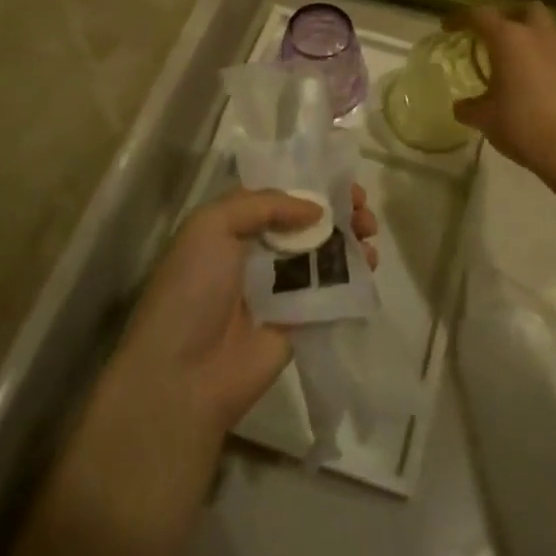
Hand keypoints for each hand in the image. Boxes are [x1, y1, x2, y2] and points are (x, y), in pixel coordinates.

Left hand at [112, 185, 379, 440]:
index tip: (343, 182)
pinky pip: (333, 290)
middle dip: (339, 211)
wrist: (184, 374)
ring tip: (370, 232)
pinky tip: (371, 263)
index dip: (312, 185)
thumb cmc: (192, 289)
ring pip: (325, 253)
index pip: (279, 196)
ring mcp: (281, 288)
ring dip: (351, 237)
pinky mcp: (302, 320)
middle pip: (308, 223)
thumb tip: (316, 210)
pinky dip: (355, 274)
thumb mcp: (212, 226)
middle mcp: (258, 253)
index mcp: (233, 227)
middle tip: (363, 208)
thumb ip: (265, 204)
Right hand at [448, 3, 555, 196]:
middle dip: (504, 16)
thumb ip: (468, 107)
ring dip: (525, 35)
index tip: (448, 27)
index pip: (480, 15)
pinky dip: (540, 54)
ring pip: (543, 27)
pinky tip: (530, 79)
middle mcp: (538, 35)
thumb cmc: (522, 126)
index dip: (461, 18)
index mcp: (509, 39)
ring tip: (509, 60)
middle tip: (489, 35)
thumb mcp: (485, 118)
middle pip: (523, 9)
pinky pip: (554, 49)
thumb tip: (461, 106)